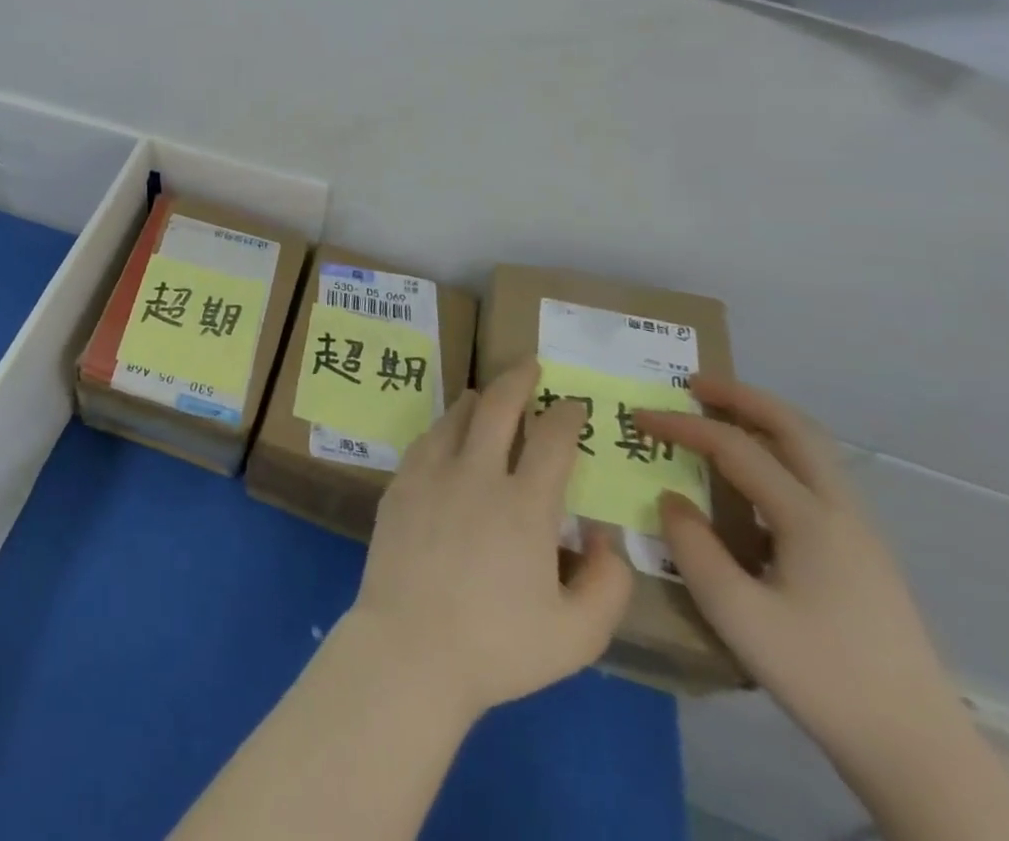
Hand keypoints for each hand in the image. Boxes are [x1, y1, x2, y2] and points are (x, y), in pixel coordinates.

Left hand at [343, 360, 632, 718]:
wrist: (411, 645)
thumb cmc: (498, 645)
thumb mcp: (578, 634)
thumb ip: (608, 583)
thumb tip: (603, 535)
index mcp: (524, 505)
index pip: (551, 441)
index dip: (566, 415)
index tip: (575, 403)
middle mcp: (476, 474)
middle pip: (497, 407)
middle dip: (518, 380)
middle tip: (530, 364)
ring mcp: (431, 473)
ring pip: (456, 416)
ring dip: (478, 398)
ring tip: (488, 393)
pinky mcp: (400, 483)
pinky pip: (426, 438)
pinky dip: (444, 425)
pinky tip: (448, 430)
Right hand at [634, 378, 967, 782]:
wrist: (917, 750)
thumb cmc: (818, 674)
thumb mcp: (735, 612)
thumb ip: (692, 545)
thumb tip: (672, 500)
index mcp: (810, 519)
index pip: (735, 448)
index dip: (682, 425)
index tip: (637, 417)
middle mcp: (842, 513)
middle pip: (795, 429)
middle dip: (742, 397)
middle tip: (692, 384)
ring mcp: (861, 534)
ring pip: (814, 451)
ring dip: (765, 421)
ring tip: (719, 417)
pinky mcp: (865, 556)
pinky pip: (818, 479)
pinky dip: (780, 453)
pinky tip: (752, 480)